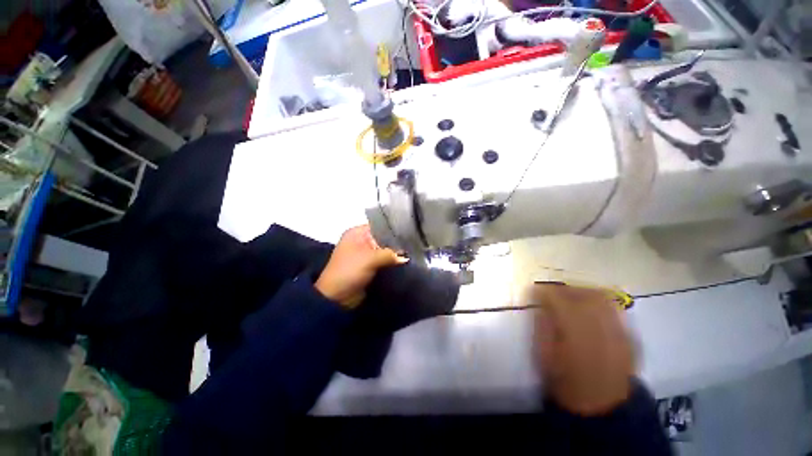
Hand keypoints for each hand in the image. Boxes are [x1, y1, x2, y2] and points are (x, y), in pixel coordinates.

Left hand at [315, 225, 406, 307]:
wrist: (336, 297)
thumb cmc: (350, 271)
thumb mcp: (370, 259)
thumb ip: (390, 254)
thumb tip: (406, 257)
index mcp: (357, 233)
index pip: (380, 225)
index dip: (394, 228)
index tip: (410, 232)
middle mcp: (361, 240)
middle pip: (383, 238)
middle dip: (397, 242)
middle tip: (414, 243)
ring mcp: (365, 254)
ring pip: (384, 250)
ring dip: (395, 253)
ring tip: (412, 252)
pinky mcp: (369, 266)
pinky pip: (383, 260)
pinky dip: (392, 262)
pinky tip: (404, 262)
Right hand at [531, 283, 634, 415]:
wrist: (601, 406)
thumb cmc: (565, 381)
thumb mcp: (544, 355)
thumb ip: (542, 326)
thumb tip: (541, 305)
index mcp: (574, 333)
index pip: (558, 299)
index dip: (544, 291)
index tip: (534, 291)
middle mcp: (599, 328)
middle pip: (581, 293)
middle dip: (563, 288)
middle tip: (551, 292)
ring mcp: (618, 332)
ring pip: (601, 297)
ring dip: (582, 291)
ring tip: (570, 295)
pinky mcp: (628, 336)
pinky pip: (615, 308)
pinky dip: (600, 301)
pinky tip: (590, 307)